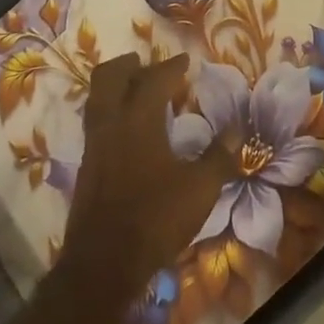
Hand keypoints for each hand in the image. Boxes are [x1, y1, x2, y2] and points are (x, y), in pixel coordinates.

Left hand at [62, 53, 231, 291]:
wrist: (103, 264)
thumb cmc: (155, 218)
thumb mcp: (199, 189)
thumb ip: (219, 156)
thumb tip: (237, 129)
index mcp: (139, 118)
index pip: (155, 78)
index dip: (172, 66)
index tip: (186, 60)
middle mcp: (111, 122)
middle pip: (111, 76)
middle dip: (130, 65)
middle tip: (149, 66)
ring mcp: (94, 143)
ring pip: (97, 97)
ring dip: (116, 85)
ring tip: (135, 90)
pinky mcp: (86, 166)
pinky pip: (95, 121)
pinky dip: (110, 111)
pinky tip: (126, 129)